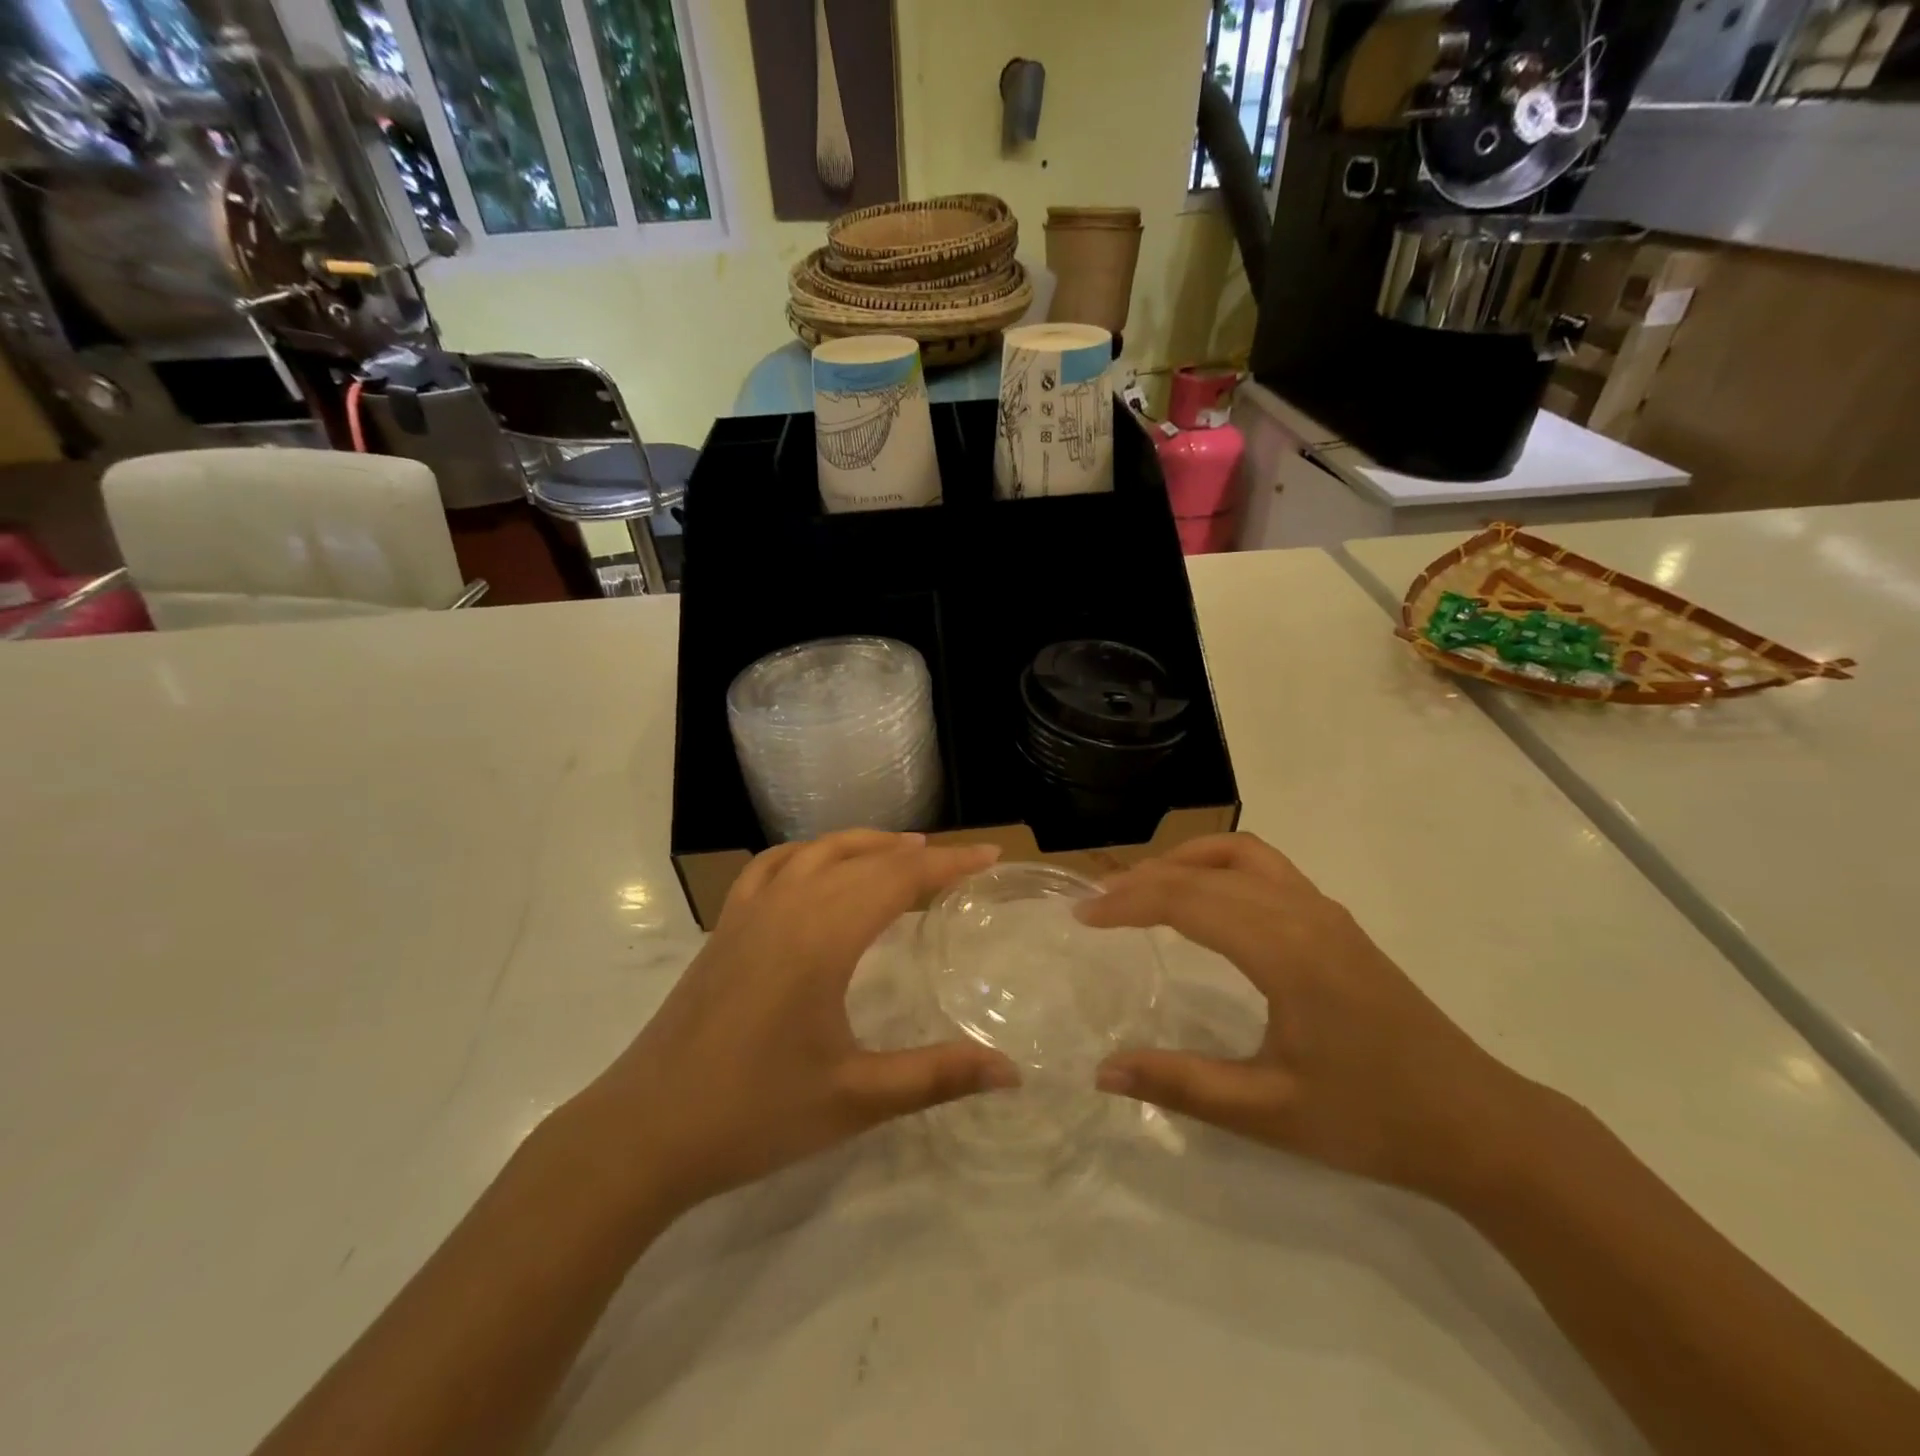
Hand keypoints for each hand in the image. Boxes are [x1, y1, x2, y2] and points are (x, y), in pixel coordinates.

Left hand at [576, 830, 1017, 1215]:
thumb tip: (1012, 1072)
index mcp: (822, 936)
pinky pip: (772, 867)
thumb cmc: (754, 1113)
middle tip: (961, 862)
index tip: (992, 855)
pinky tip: (817, 870)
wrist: (644, 1131)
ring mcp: (749, 912)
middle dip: (919, 854)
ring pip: (816, 851)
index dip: (950, 864)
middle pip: (864, 859)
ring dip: (865, 845)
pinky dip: (807, 854)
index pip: (899, 878)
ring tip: (903, 852)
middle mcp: (787, 906)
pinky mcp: (724, 928)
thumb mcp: (855, 1099)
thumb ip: (937, 1077)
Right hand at [1080, 833, 1539, 1200]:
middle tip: (1097, 904)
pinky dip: (1220, 866)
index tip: (1081, 915)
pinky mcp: (1336, 922)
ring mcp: (1324, 911)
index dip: (1126, 901)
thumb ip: (1181, 1086)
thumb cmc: (1373, 1120)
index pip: (1186, 899)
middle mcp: (1302, 912)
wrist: (1479, 1124)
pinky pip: (1267, 867)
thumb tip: (1102, 1072)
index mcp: (1284, 950)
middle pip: (1205, 869)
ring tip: (1144, 889)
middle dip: (1144, 878)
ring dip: (1185, 861)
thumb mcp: (1269, 1112)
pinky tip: (1207, 902)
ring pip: (1240, 853)